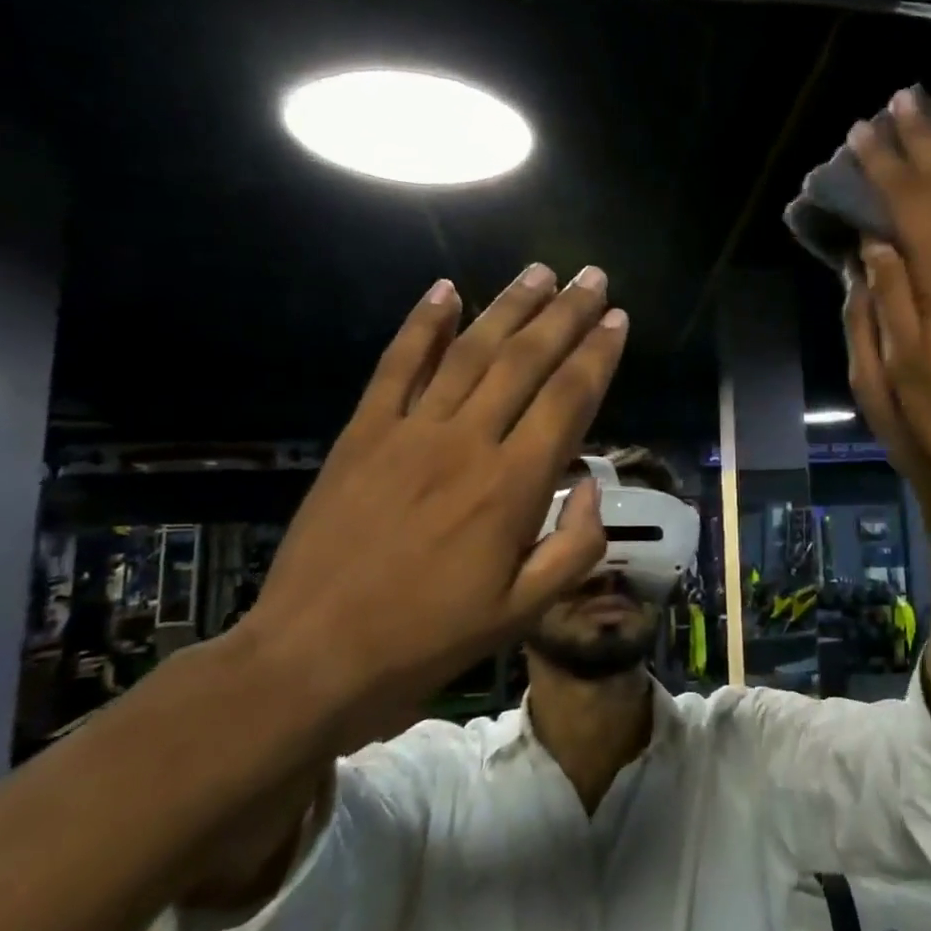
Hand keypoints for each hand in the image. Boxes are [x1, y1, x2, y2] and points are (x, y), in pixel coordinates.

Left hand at [242, 264, 624, 741]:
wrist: (312, 658)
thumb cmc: (428, 640)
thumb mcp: (522, 613)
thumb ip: (575, 547)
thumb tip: (593, 486)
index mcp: (513, 487)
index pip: (568, 401)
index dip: (598, 355)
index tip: (618, 319)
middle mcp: (467, 443)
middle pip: (526, 362)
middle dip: (565, 315)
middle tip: (592, 278)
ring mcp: (410, 432)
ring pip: (469, 353)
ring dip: (508, 308)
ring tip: (539, 272)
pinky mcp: (362, 434)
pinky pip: (395, 366)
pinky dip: (421, 325)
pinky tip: (445, 291)